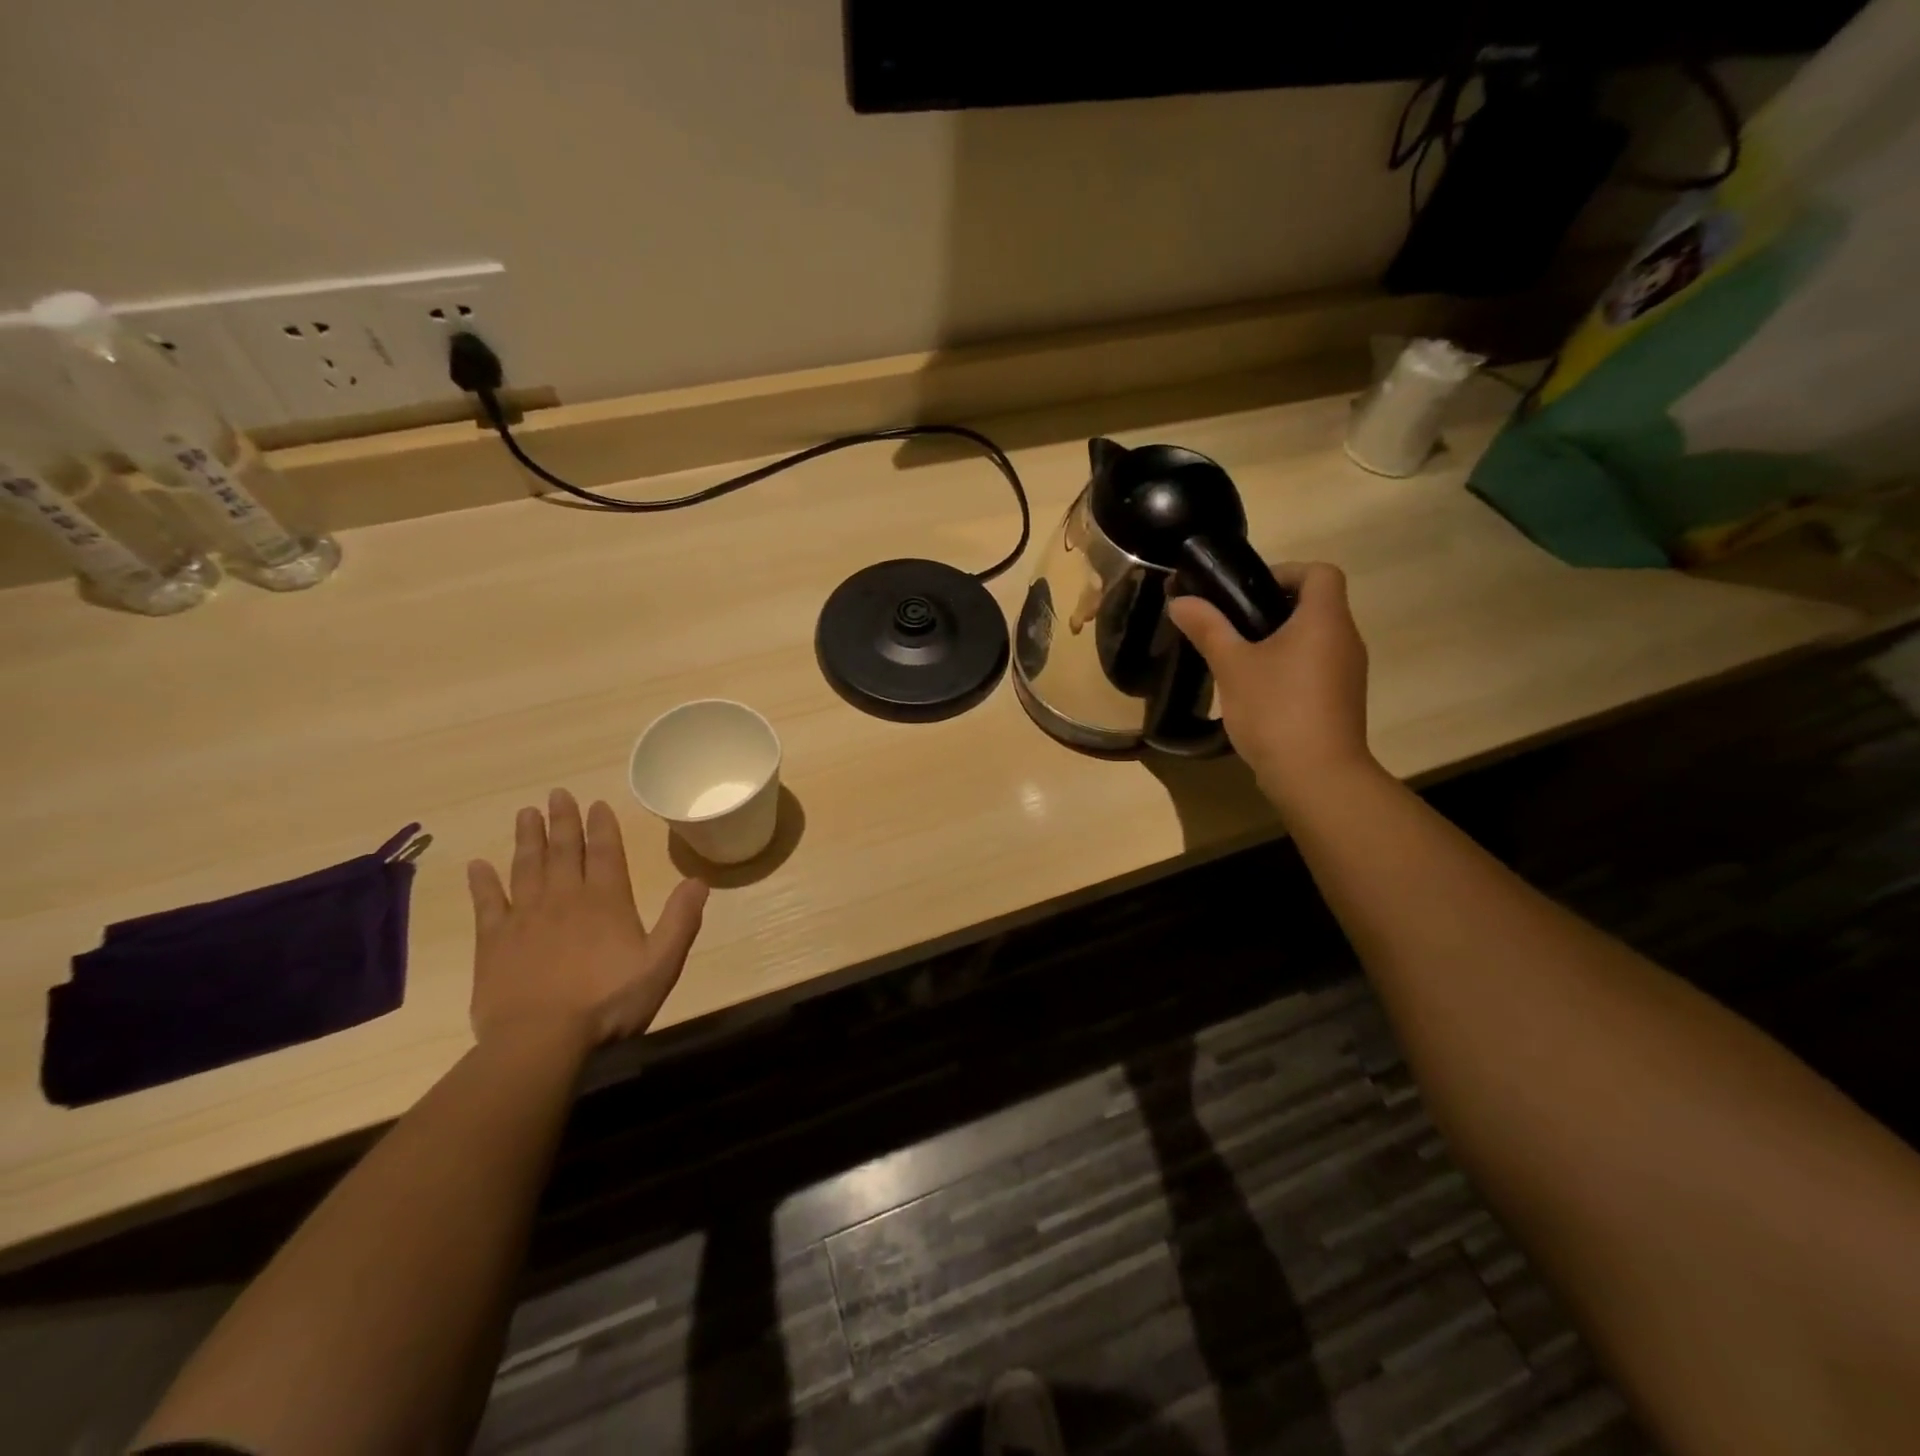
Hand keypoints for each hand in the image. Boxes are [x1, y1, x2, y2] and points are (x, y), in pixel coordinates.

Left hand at [466, 789, 707, 1055]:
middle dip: (562, 821)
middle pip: (564, 851)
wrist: (541, 1040)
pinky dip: (483, 883)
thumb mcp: (661, 963)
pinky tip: (477, 866)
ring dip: (527, 839)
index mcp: (607, 901)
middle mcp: (565, 898)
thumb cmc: (609, 1002)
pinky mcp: (494, 942)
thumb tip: (699, 880)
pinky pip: (487, 904)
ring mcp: (526, 918)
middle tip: (556, 793)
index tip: (595, 803)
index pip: (606, 853)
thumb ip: (681, 920)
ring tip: (525, 813)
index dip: (602, 826)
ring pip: (526, 867)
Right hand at [1168, 562, 1374, 812]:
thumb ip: (1208, 628)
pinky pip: (1315, 667)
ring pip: (1314, 639)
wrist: (1316, 776)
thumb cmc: (1275, 709)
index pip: (1319, 572)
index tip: (1246, 593)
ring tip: (1238, 660)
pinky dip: (1289, 668)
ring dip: (1280, 640)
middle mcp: (1345, 639)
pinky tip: (1258, 692)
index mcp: (1324, 619)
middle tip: (1231, 626)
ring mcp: (1348, 673)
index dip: (1284, 572)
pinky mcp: (1341, 701)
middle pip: (1316, 604)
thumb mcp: (1232, 665)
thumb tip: (1180, 600)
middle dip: (1272, 608)